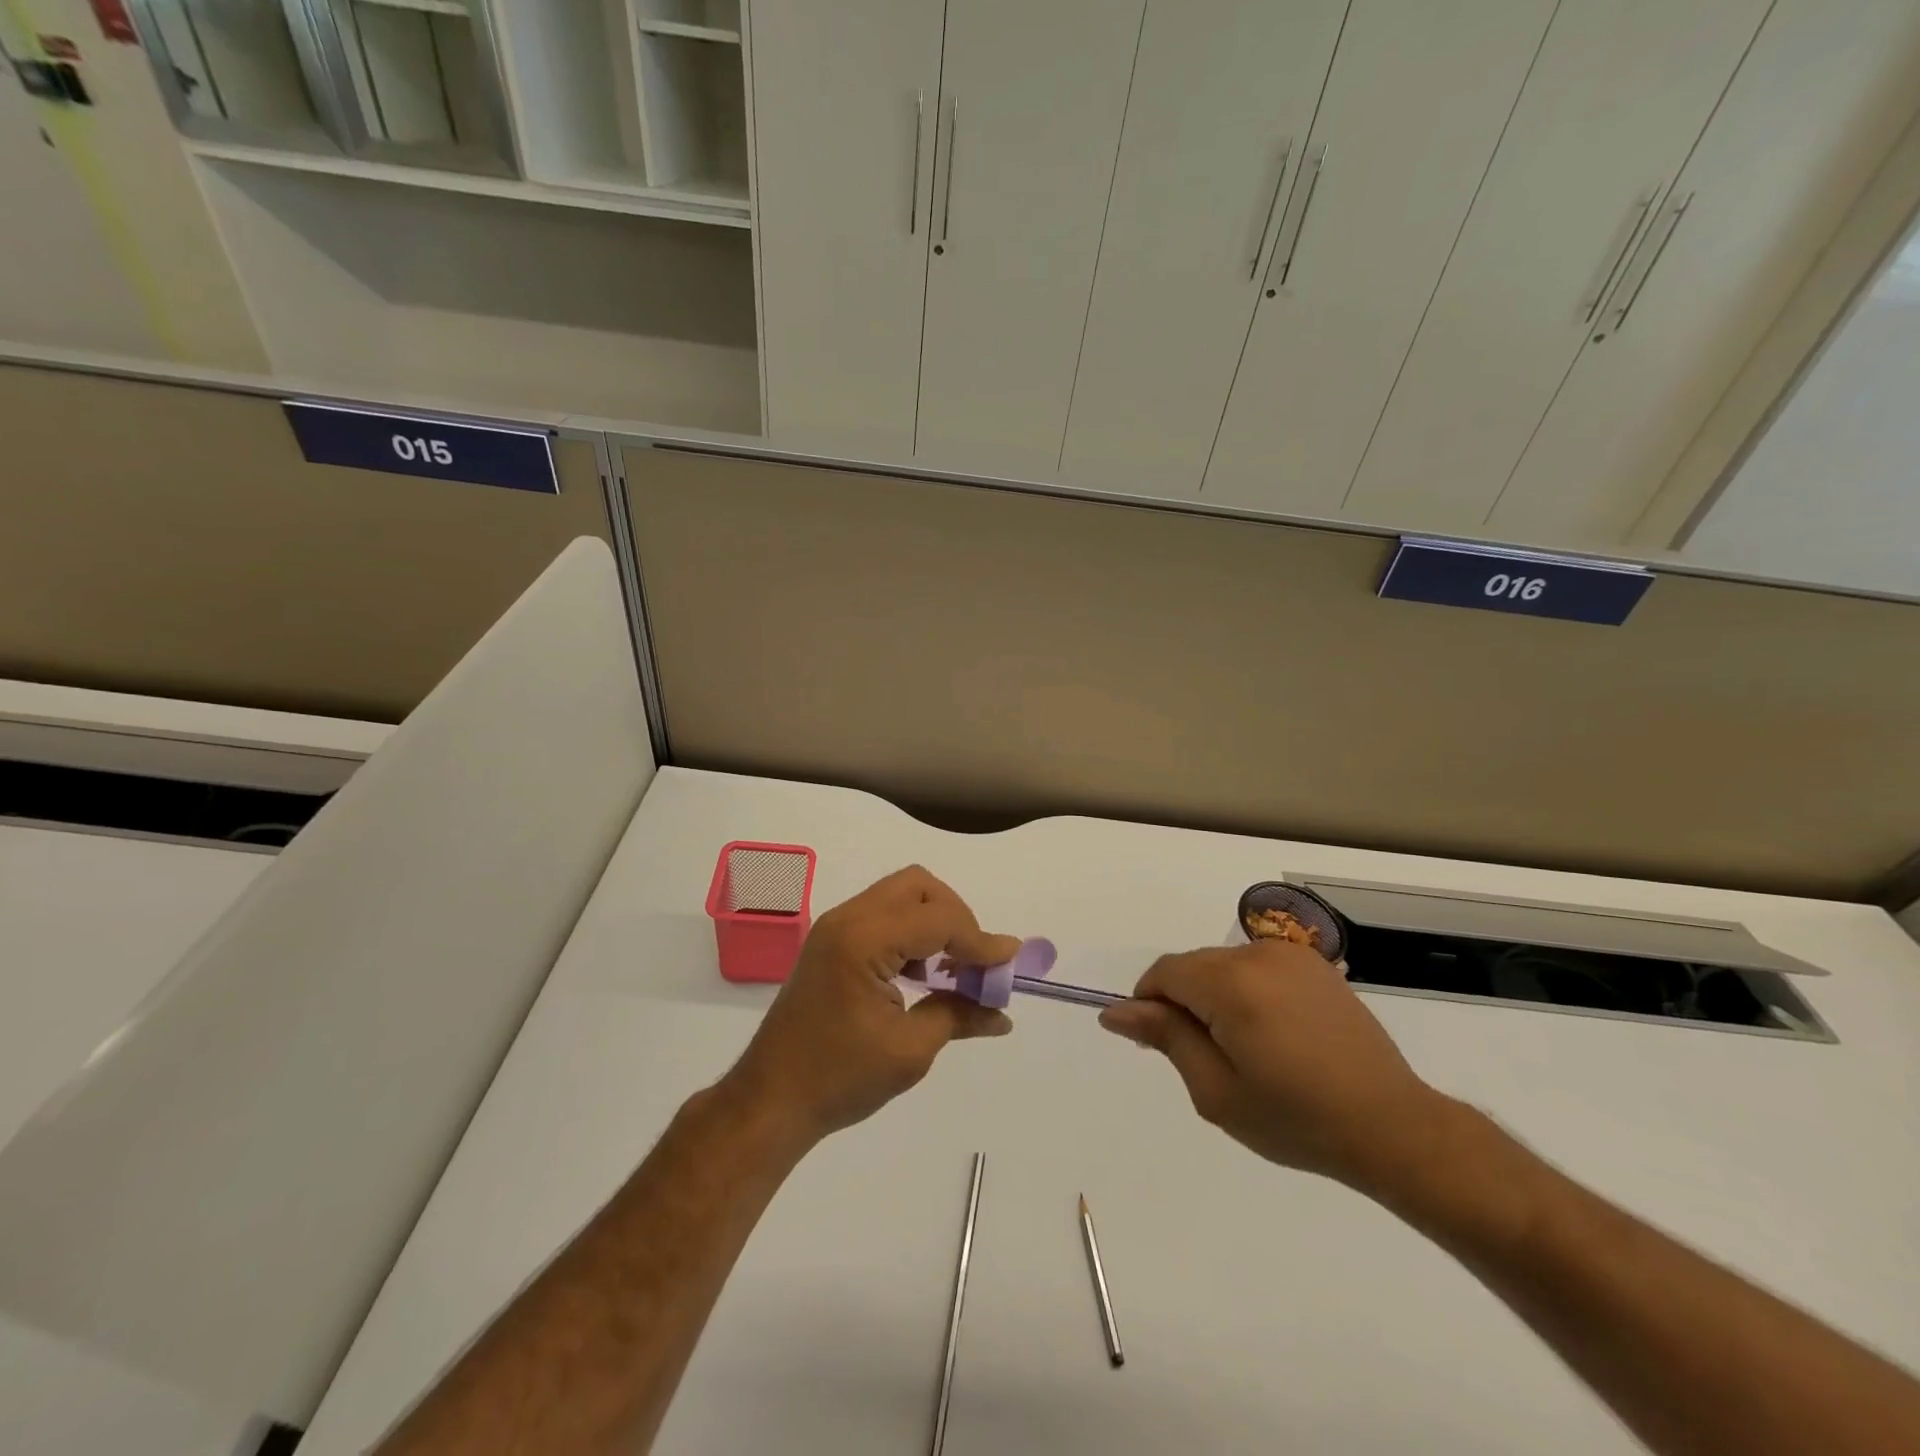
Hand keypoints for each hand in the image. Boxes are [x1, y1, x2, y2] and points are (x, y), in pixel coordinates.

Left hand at [721, 866, 1018, 1144]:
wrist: (770, 1101)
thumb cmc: (839, 1078)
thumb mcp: (909, 1051)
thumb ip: (959, 1016)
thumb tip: (1002, 1014)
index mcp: (864, 940)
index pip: (938, 918)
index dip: (980, 940)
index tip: (1010, 963)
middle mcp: (847, 919)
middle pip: (918, 886)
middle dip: (956, 915)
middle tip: (973, 960)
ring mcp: (835, 928)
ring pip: (899, 896)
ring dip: (933, 922)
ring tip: (953, 969)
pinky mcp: (831, 943)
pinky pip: (882, 916)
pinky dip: (911, 933)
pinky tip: (922, 975)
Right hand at [1098, 942, 1449, 1194]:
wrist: (1391, 1126)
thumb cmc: (1296, 1119)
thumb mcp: (1216, 1091)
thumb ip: (1165, 1039)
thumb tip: (1116, 1011)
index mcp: (1231, 984)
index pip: (1164, 973)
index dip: (1150, 1004)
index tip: (1160, 1045)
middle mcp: (1257, 955)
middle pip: (1193, 966)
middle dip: (1184, 1002)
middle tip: (1204, 1059)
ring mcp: (1290, 955)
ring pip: (1223, 965)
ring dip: (1216, 996)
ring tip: (1245, 1049)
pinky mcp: (1313, 963)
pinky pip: (1256, 966)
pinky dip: (1247, 990)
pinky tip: (1272, 1033)